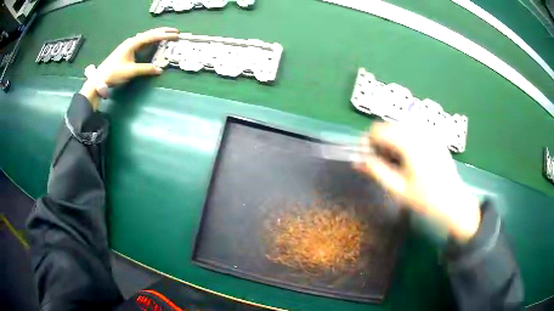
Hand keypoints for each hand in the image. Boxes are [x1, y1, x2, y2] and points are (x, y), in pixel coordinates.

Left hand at [80, 27, 179, 108]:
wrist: (100, 78)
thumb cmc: (114, 73)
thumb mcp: (131, 71)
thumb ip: (145, 69)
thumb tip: (159, 70)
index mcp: (133, 43)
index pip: (151, 37)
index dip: (164, 36)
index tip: (175, 35)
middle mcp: (132, 41)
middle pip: (150, 33)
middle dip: (163, 32)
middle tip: (175, 32)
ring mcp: (129, 45)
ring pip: (146, 37)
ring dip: (157, 35)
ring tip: (167, 35)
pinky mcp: (127, 50)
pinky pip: (142, 42)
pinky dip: (151, 41)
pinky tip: (154, 42)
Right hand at [357, 122, 480, 241]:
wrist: (454, 202)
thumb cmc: (426, 199)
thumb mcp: (398, 189)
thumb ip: (377, 172)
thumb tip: (357, 161)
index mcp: (408, 143)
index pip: (377, 130)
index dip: (368, 143)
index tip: (368, 160)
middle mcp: (418, 131)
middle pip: (388, 126)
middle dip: (380, 143)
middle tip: (383, 164)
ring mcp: (428, 133)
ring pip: (399, 128)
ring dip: (392, 141)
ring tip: (396, 163)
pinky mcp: (434, 137)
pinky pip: (412, 131)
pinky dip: (404, 141)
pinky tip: (409, 159)